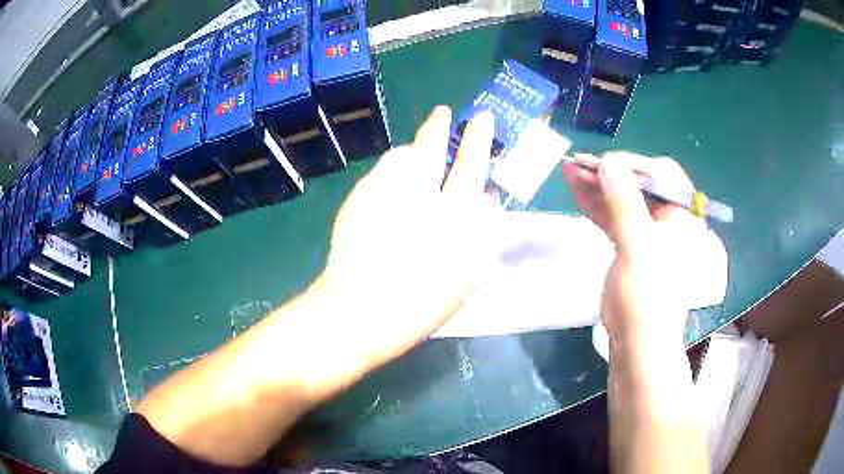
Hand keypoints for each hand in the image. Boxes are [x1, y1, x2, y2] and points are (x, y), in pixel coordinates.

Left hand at [316, 106, 496, 369]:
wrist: (363, 310)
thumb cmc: (423, 304)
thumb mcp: (466, 274)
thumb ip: (477, 231)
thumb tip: (482, 200)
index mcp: (456, 216)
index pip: (473, 164)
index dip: (478, 138)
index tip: (480, 118)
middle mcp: (424, 195)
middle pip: (434, 146)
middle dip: (440, 126)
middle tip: (443, 113)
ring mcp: (387, 192)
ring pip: (403, 155)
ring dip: (412, 152)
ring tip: (414, 158)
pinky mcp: (360, 197)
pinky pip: (379, 173)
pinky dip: (389, 174)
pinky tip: (388, 189)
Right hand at [563, 152, 705, 342]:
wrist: (637, 342)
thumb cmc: (647, 298)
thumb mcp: (638, 249)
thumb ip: (625, 205)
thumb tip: (609, 163)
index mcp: (682, 216)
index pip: (662, 175)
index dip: (634, 165)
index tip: (605, 163)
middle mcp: (667, 219)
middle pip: (638, 185)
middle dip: (610, 174)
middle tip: (580, 164)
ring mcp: (647, 232)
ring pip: (622, 201)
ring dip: (598, 186)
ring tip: (571, 171)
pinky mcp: (629, 245)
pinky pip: (613, 217)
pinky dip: (596, 204)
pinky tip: (577, 190)